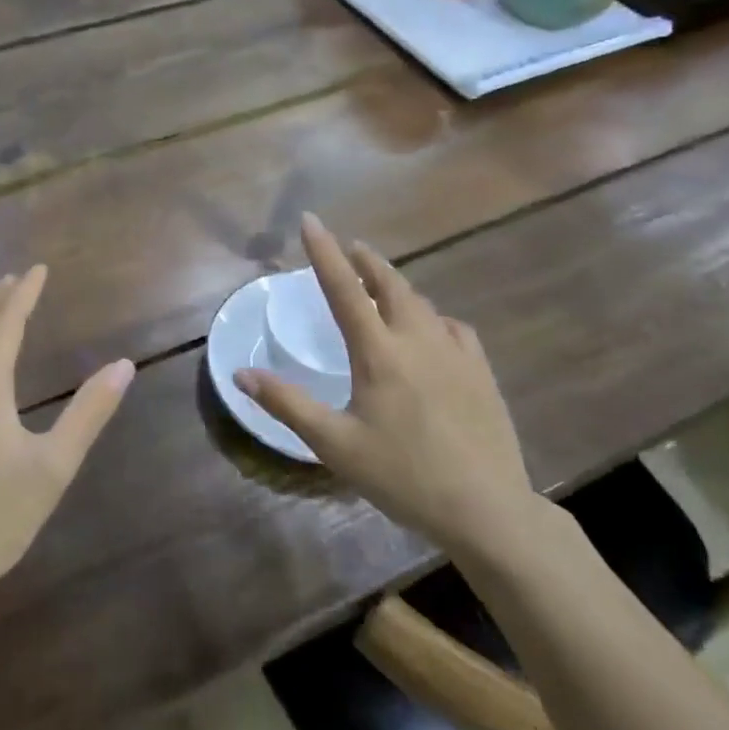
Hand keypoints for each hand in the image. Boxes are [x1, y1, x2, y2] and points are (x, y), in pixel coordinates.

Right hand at [234, 214, 538, 560]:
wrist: (487, 510)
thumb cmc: (403, 476)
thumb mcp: (335, 445)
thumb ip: (287, 404)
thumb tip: (241, 375)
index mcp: (379, 353)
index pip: (345, 289)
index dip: (324, 252)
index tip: (311, 220)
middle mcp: (418, 340)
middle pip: (390, 284)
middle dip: (367, 261)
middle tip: (351, 248)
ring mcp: (456, 354)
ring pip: (422, 303)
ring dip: (397, 285)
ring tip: (382, 284)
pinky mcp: (481, 372)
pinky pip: (453, 328)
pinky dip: (433, 316)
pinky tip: (433, 329)